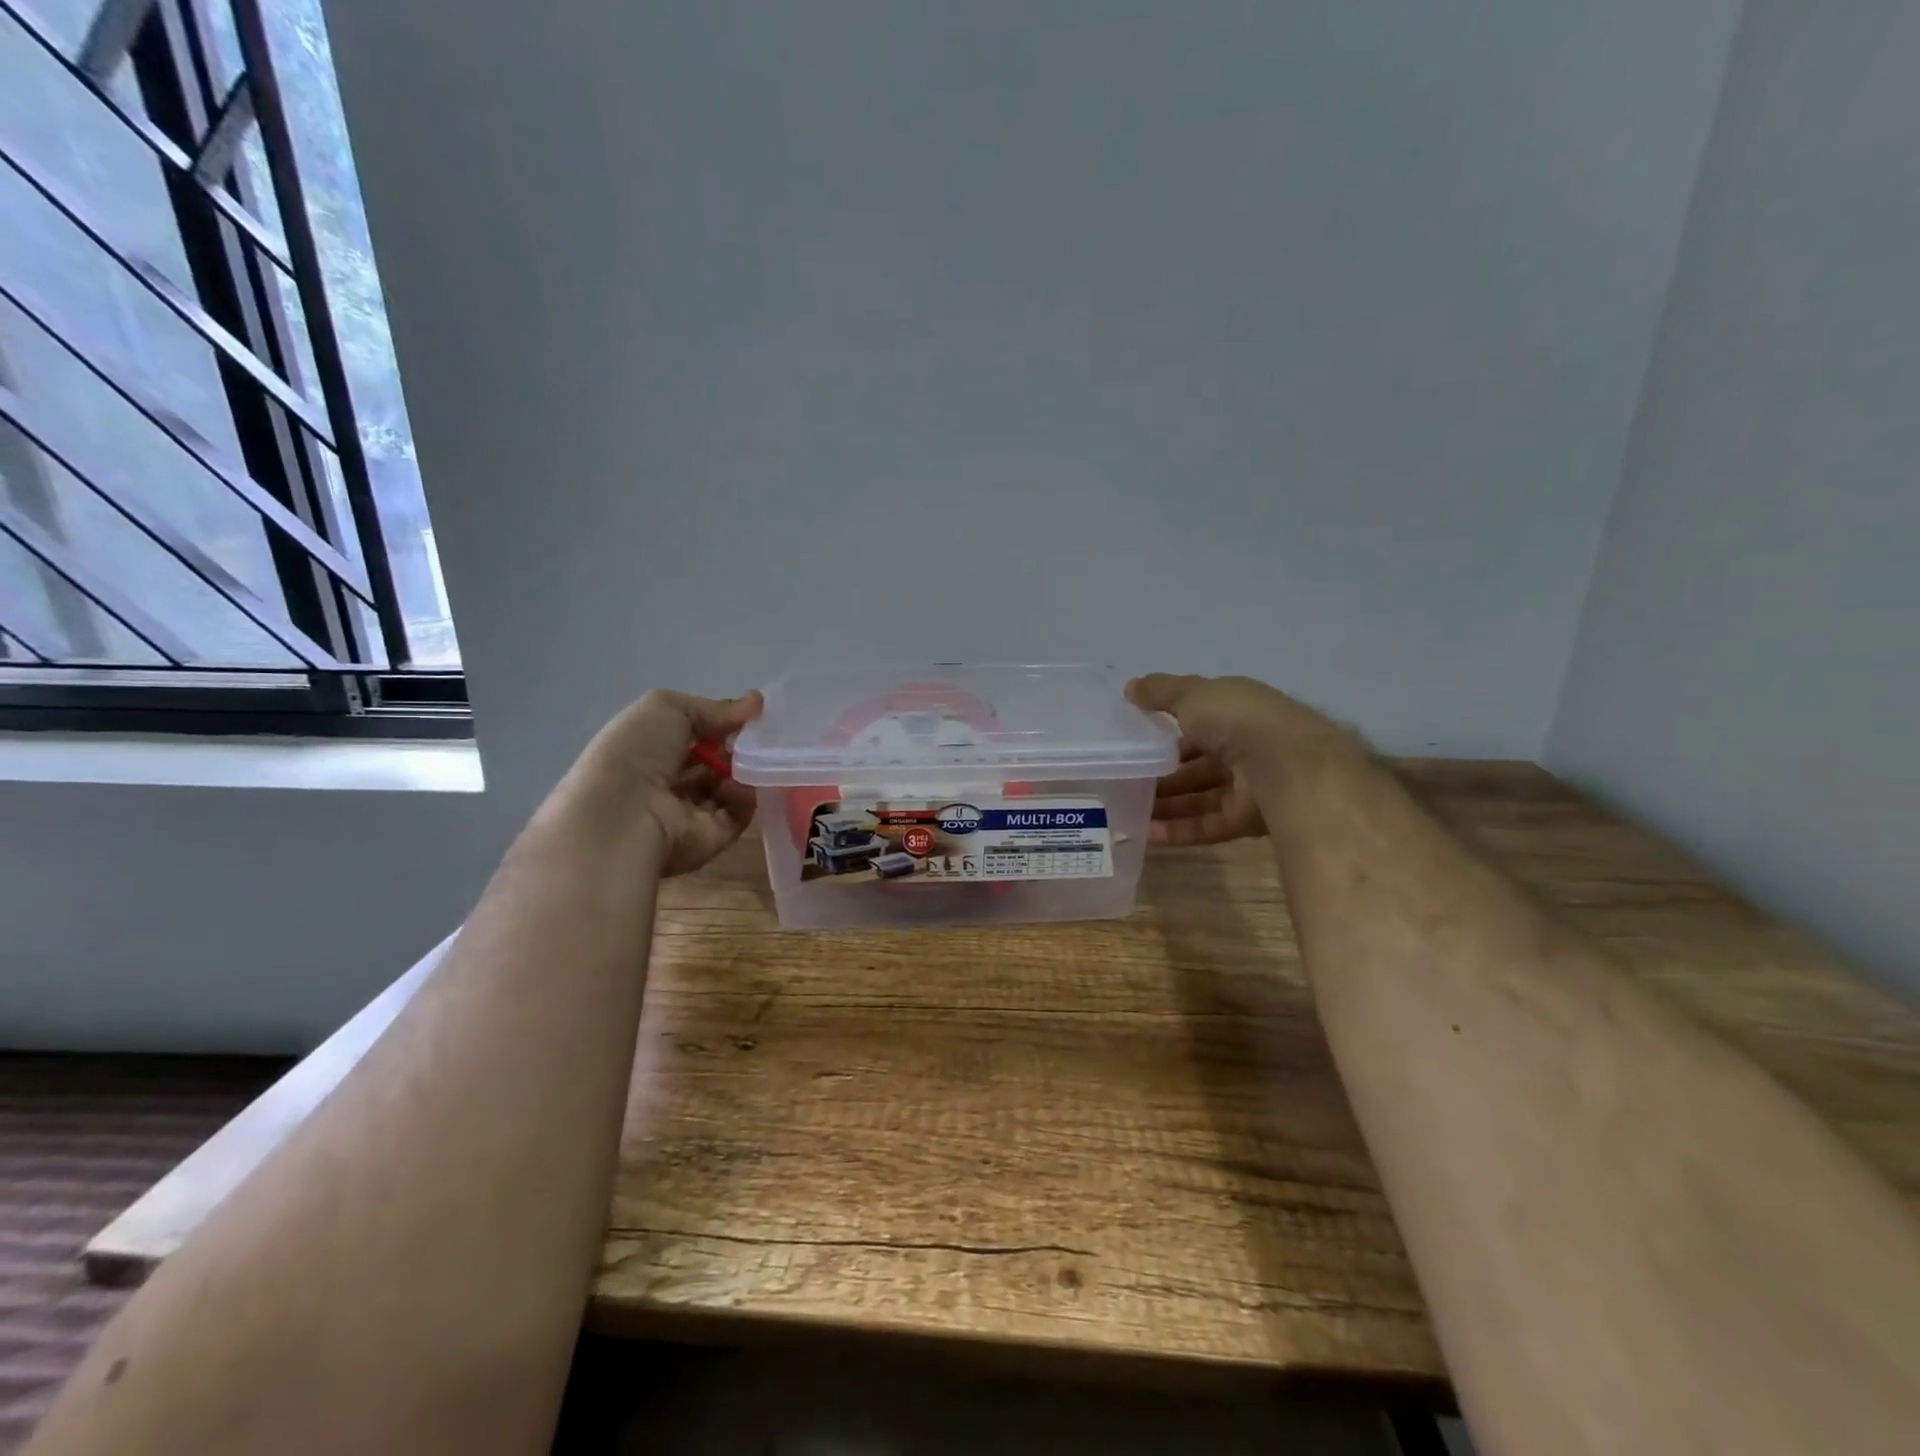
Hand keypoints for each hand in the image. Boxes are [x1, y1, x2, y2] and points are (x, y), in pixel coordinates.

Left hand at [588, 688, 763, 875]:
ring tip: (745, 761)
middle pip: (712, 761)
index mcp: (646, 750)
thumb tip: (756, 701)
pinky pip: (737, 815)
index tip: (747, 715)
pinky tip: (733, 786)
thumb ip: (713, 707)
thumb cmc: (637, 753)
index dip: (717, 722)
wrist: (624, 817)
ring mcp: (686, 814)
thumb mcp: (668, 709)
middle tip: (753, 738)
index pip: (690, 734)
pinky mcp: (708, 839)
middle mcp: (664, 783)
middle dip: (735, 747)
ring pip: (728, 787)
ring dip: (742, 770)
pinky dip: (743, 797)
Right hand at [1125, 674, 1348, 845]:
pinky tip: (1147, 834)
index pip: (1196, 721)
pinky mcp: (1246, 819)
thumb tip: (1129, 687)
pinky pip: (1207, 824)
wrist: (1285, 766)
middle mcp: (1243, 747)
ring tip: (1126, 811)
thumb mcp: (1192, 694)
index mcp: (1235, 712)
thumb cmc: (1236, 719)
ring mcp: (1247, 785)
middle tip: (1124, 781)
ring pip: (1198, 796)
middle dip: (1161, 773)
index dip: (1165, 730)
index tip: (1133, 741)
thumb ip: (1159, 692)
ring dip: (1164, 803)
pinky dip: (1178, 829)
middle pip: (1195, 763)